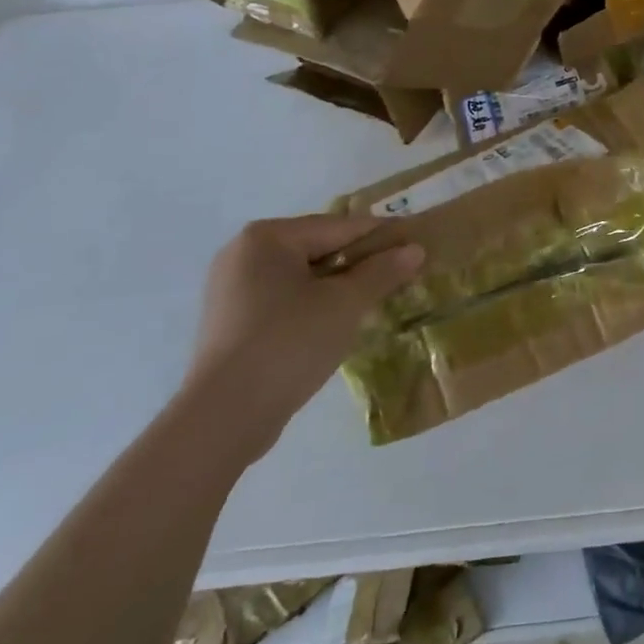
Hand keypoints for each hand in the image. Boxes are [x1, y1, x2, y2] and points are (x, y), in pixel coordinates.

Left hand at [184, 213, 424, 460]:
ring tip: (378, 300)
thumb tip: (415, 249)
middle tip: (403, 275)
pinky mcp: (233, 322)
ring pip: (304, 276)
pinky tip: (341, 322)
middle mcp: (244, 253)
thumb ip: (382, 271)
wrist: (225, 416)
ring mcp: (233, 289)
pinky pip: (286, 300)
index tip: (418, 245)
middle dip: (362, 263)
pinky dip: (316, 304)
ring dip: (341, 286)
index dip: (383, 236)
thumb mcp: (346, 303)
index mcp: (267, 237)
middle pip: (320, 248)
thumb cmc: (289, 342)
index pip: (340, 227)